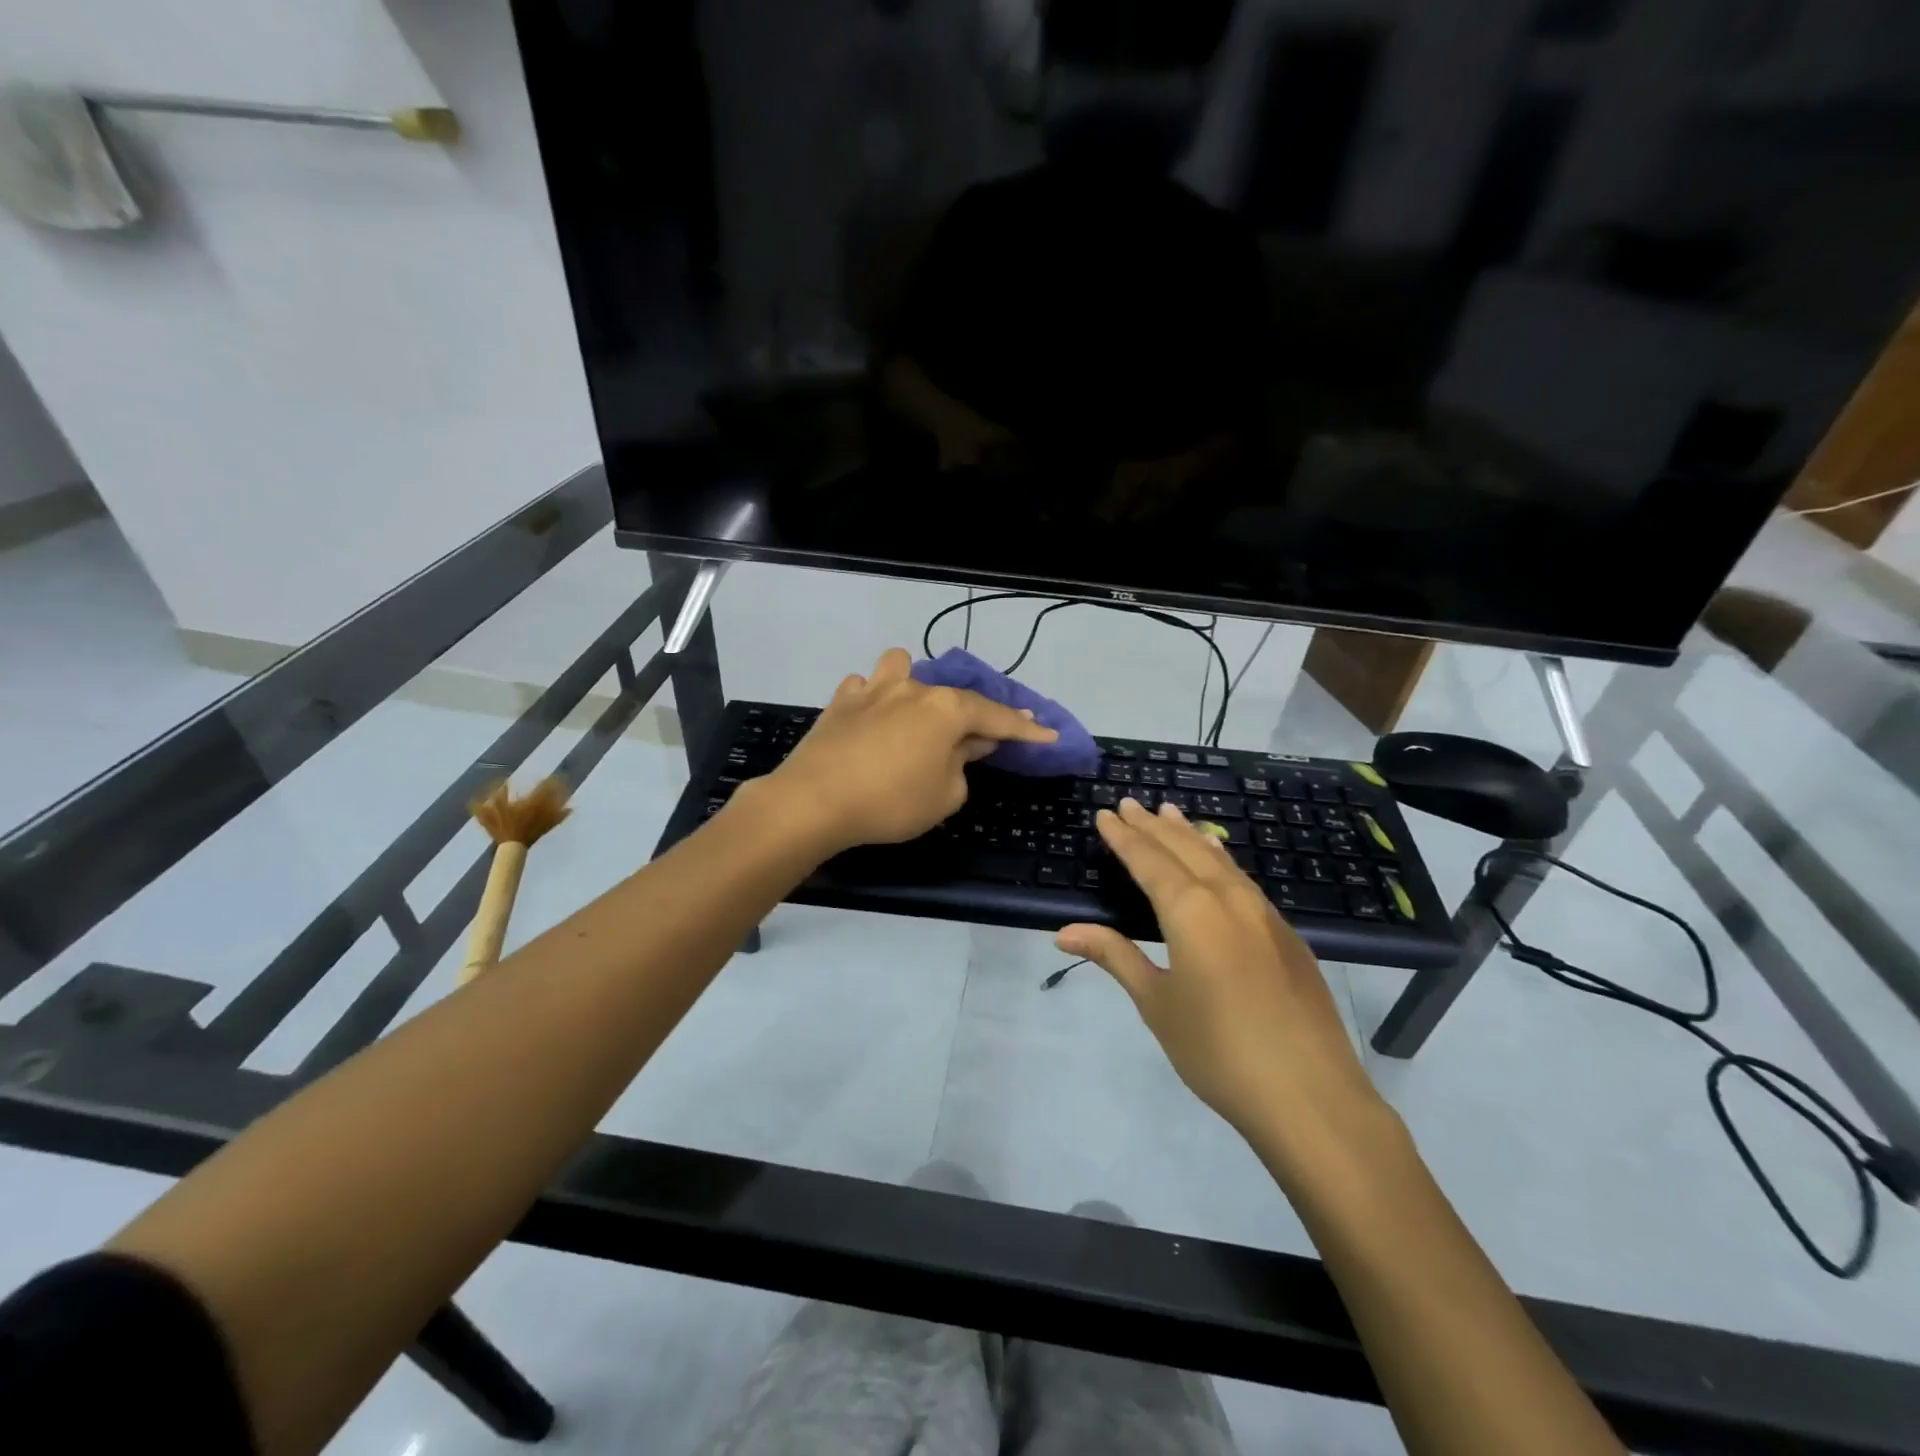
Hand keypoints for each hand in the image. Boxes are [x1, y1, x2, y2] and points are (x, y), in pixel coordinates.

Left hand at [761, 648, 1057, 852]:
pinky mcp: (841, 700)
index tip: (1048, 735)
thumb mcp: (944, 796)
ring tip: (915, 711)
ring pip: (901, 667)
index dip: (1025, 729)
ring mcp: (873, 689)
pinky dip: (874, 699)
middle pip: (954, 696)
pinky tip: (872, 719)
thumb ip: (963, 765)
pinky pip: (865, 687)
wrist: (813, 801)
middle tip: (984, 738)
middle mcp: (913, 689)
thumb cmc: (890, 803)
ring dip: (915, 685)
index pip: (997, 717)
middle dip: (974, 714)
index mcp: (946, 710)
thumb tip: (967, 745)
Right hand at [1056, 798, 1383, 1153]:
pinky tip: (1219, 861)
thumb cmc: (1218, 1050)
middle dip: (1154, 826)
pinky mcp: (1288, 936)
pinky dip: (1221, 860)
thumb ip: (1115, 956)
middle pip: (1184, 850)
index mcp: (1192, 911)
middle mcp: (1229, 899)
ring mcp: (1265, 915)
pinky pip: (1244, 880)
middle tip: (1131, 803)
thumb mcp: (1157, 1003)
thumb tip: (1065, 931)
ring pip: (1220, 860)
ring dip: (1190, 835)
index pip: (1149, 861)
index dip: (1124, 837)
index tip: (1106, 814)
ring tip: (1171, 813)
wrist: (1310, 1096)